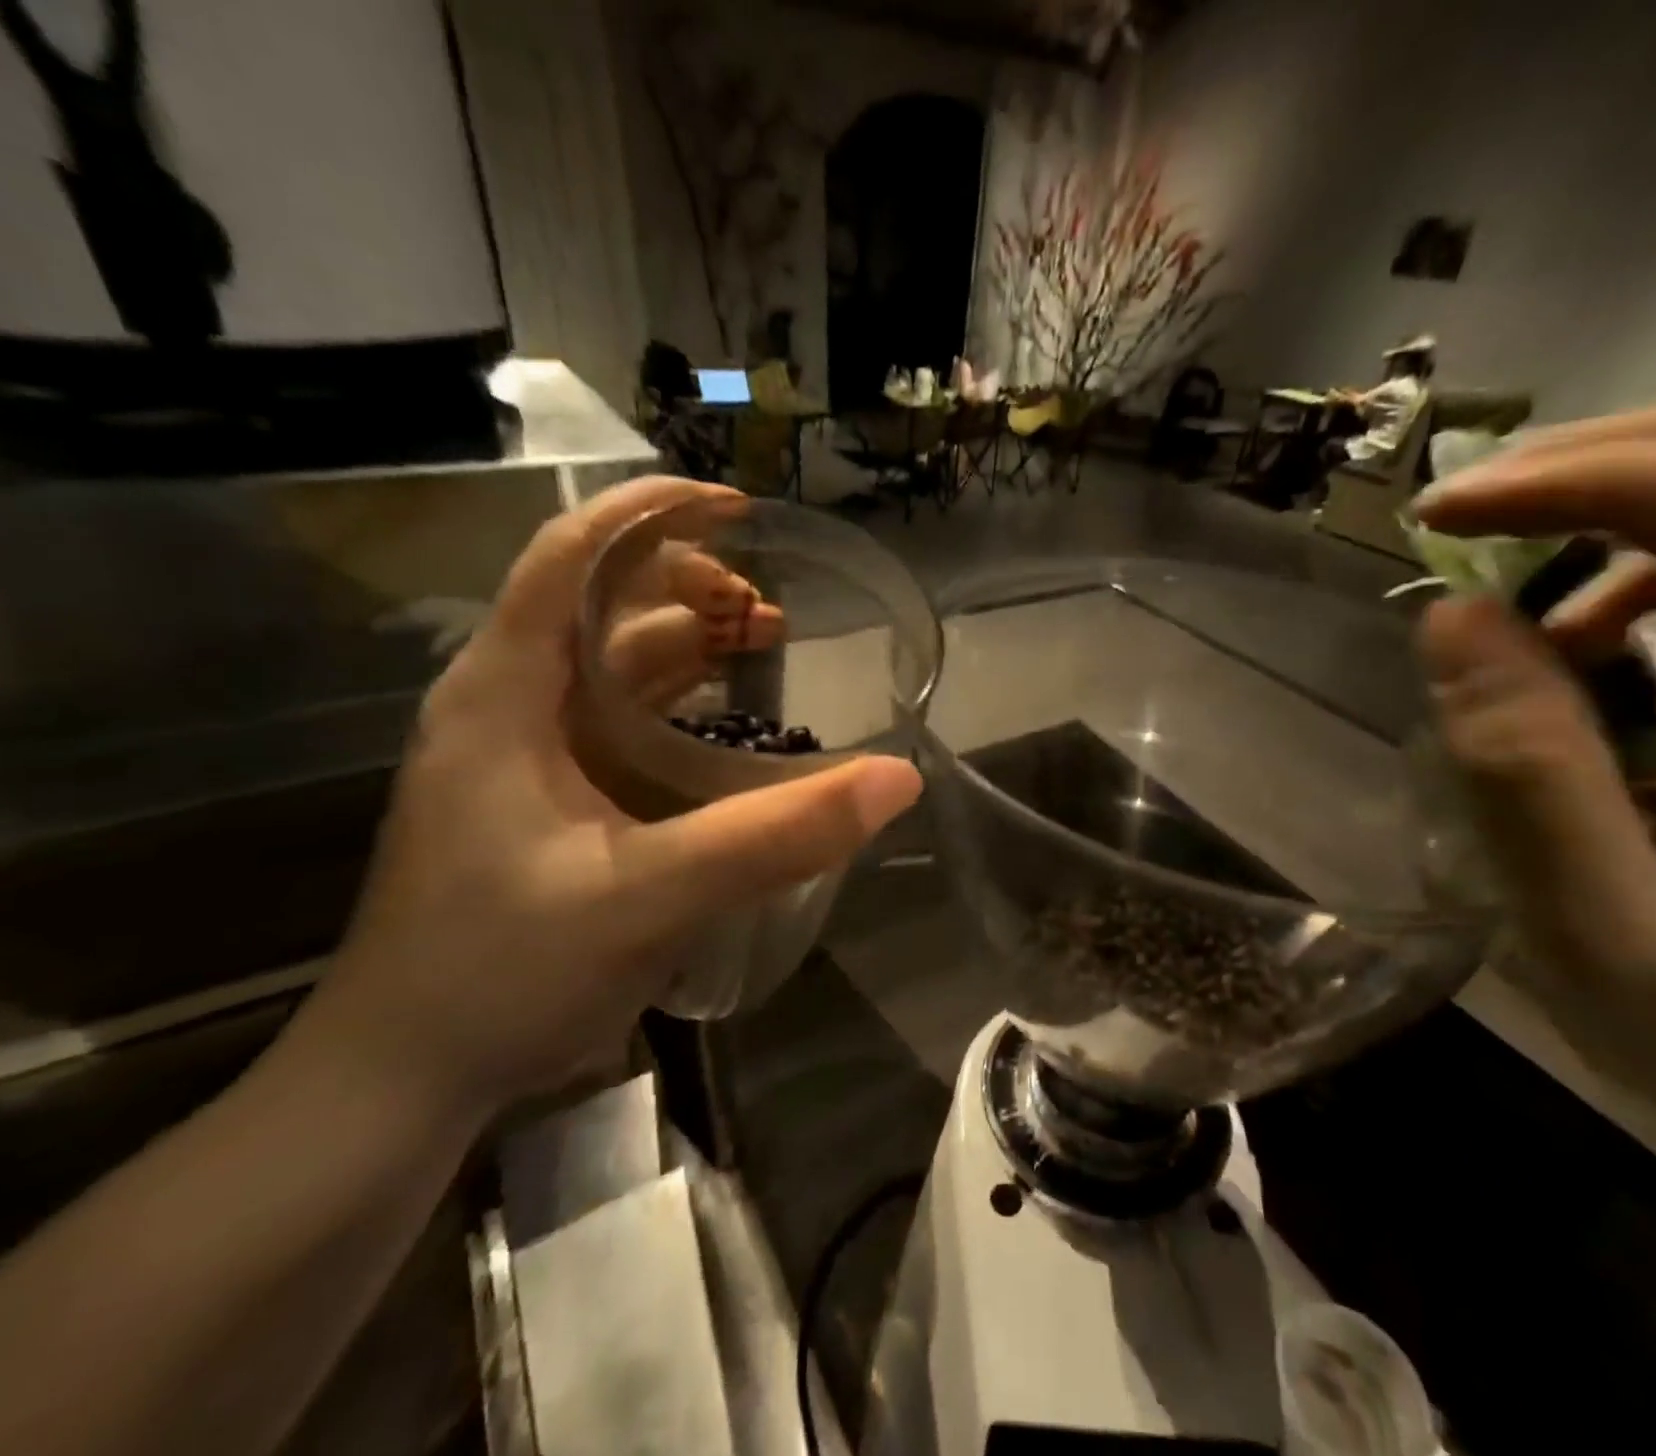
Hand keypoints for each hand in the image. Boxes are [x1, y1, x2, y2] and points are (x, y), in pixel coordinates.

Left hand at [299, 477, 923, 1120]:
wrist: (405, 1079)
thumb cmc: (503, 973)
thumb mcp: (651, 897)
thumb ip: (777, 837)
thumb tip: (898, 780)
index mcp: (504, 695)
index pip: (567, 557)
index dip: (651, 515)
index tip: (738, 510)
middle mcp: (510, 706)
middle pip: (601, 605)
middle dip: (690, 586)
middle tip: (774, 612)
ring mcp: (526, 756)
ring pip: (616, 666)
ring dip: (691, 645)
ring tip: (768, 648)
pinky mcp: (548, 800)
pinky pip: (624, 722)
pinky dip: (681, 705)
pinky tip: (731, 727)